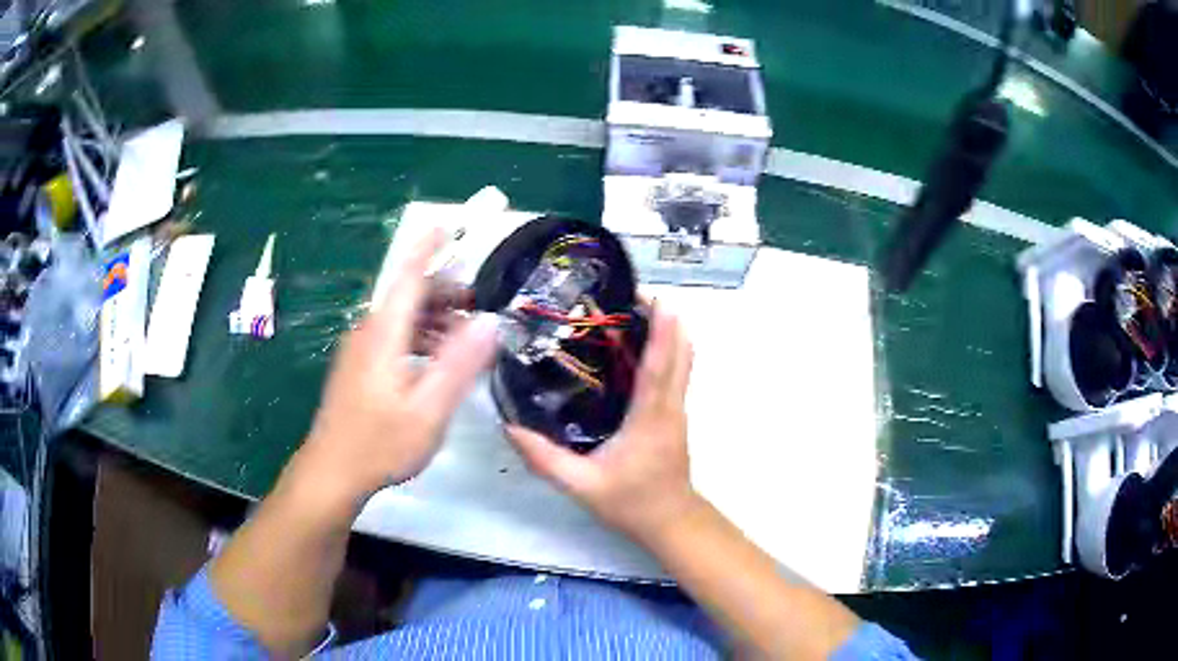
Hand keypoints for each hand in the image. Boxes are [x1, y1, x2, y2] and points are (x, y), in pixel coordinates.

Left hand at [302, 230, 496, 503]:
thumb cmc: (380, 443)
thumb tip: (489, 322)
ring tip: (466, 340)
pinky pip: (393, 337)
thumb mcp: (428, 409)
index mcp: (383, 332)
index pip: (408, 275)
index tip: (449, 223)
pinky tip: (436, 363)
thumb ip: (459, 364)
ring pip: (402, 318)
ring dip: (435, 319)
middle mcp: (368, 331)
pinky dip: (420, 337)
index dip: (428, 247)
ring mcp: (360, 349)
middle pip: (408, 296)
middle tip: (481, 311)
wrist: (332, 471)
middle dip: (446, 294)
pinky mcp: (358, 366)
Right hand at [507, 305, 699, 542]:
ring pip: (684, 361)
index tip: (657, 298)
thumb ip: (545, 459)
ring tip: (635, 313)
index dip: (662, 331)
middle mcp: (670, 407)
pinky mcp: (676, 415)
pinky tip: (637, 349)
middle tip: (634, 296)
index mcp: (650, 418)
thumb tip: (511, 427)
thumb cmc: (631, 503)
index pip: (660, 366)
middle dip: (666, 319)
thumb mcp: (582, 486)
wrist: (671, 522)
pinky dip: (666, 351)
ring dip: (668, 332)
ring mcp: (678, 410)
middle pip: (681, 353)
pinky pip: (677, 373)